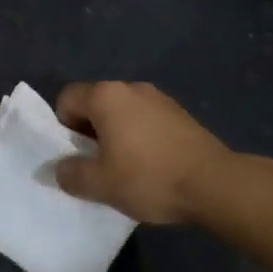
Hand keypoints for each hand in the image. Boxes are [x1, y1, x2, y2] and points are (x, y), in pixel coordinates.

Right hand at [54, 81, 241, 225]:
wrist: (215, 184)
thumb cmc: (149, 178)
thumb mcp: (101, 184)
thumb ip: (71, 174)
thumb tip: (58, 169)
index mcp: (106, 96)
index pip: (67, 98)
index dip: (64, 127)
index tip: (77, 156)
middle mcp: (130, 87)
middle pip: (95, 103)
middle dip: (90, 131)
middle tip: (98, 165)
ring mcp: (159, 98)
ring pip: (122, 112)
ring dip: (116, 134)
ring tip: (126, 168)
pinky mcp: (180, 113)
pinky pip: (145, 119)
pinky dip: (140, 136)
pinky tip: (152, 165)